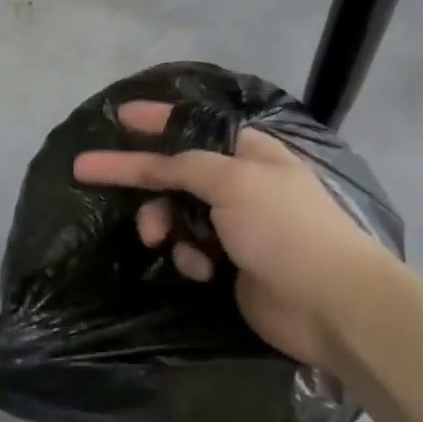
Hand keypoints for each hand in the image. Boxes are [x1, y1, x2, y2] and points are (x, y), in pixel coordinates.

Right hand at [73, 101, 397, 372]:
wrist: (331, 305)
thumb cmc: (285, 230)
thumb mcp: (234, 181)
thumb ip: (185, 165)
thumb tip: (156, 162)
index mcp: (248, 152)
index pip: (192, 126)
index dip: (155, 119)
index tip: (119, 116)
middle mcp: (240, 183)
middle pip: (174, 172)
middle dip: (142, 180)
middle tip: (90, 174)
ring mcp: (235, 225)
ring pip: (175, 212)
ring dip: (164, 224)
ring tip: (161, 240)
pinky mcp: (229, 262)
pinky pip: (189, 249)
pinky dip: (189, 257)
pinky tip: (204, 270)